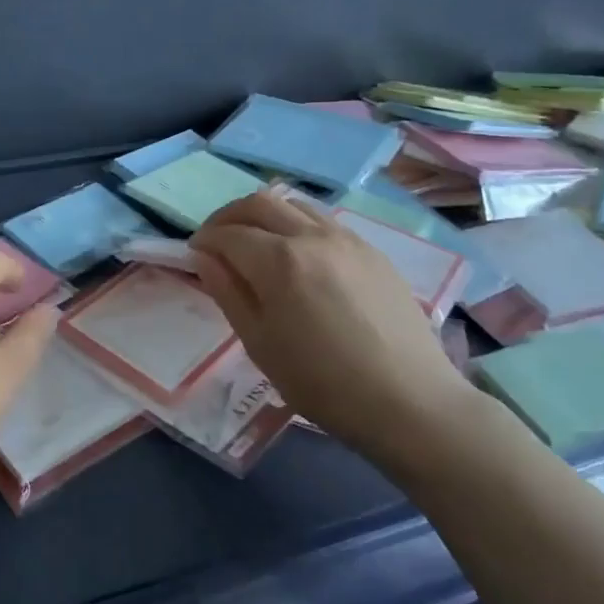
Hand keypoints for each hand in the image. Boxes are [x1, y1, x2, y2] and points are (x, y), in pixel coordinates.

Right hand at [190, 192, 476, 449]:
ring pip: (295, 204)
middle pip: (260, 202)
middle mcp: (312, 236)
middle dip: (229, 216)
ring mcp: (348, 239)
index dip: (204, 240)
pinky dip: (297, 225)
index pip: (229, 234)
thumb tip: (204, 257)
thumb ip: (228, 293)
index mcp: (279, 261)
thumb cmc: (322, 382)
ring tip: (256, 242)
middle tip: (217, 240)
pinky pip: (325, 221)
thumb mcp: (260, 344)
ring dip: (265, 214)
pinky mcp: (373, 251)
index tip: (194, 254)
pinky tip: (299, 256)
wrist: (409, 401)